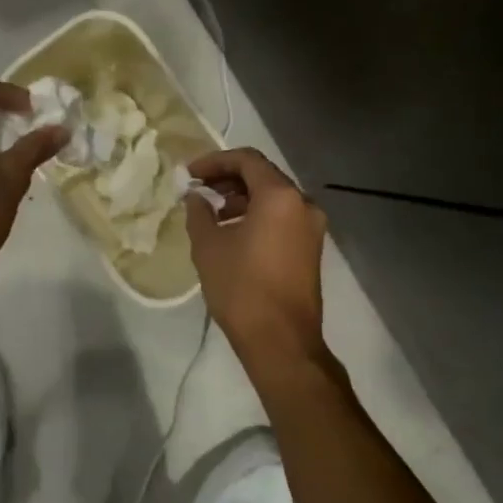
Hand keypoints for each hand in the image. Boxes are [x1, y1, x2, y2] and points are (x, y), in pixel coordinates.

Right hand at [185, 148, 330, 375]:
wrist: (281, 342)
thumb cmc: (241, 288)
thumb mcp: (208, 246)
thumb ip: (199, 212)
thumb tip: (196, 197)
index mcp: (280, 196)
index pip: (246, 160)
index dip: (215, 161)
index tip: (190, 173)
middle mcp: (303, 203)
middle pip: (263, 175)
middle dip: (229, 178)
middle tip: (199, 188)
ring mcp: (312, 226)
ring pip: (274, 197)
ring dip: (243, 197)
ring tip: (213, 212)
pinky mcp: (311, 247)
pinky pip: (283, 216)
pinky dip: (259, 214)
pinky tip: (234, 231)